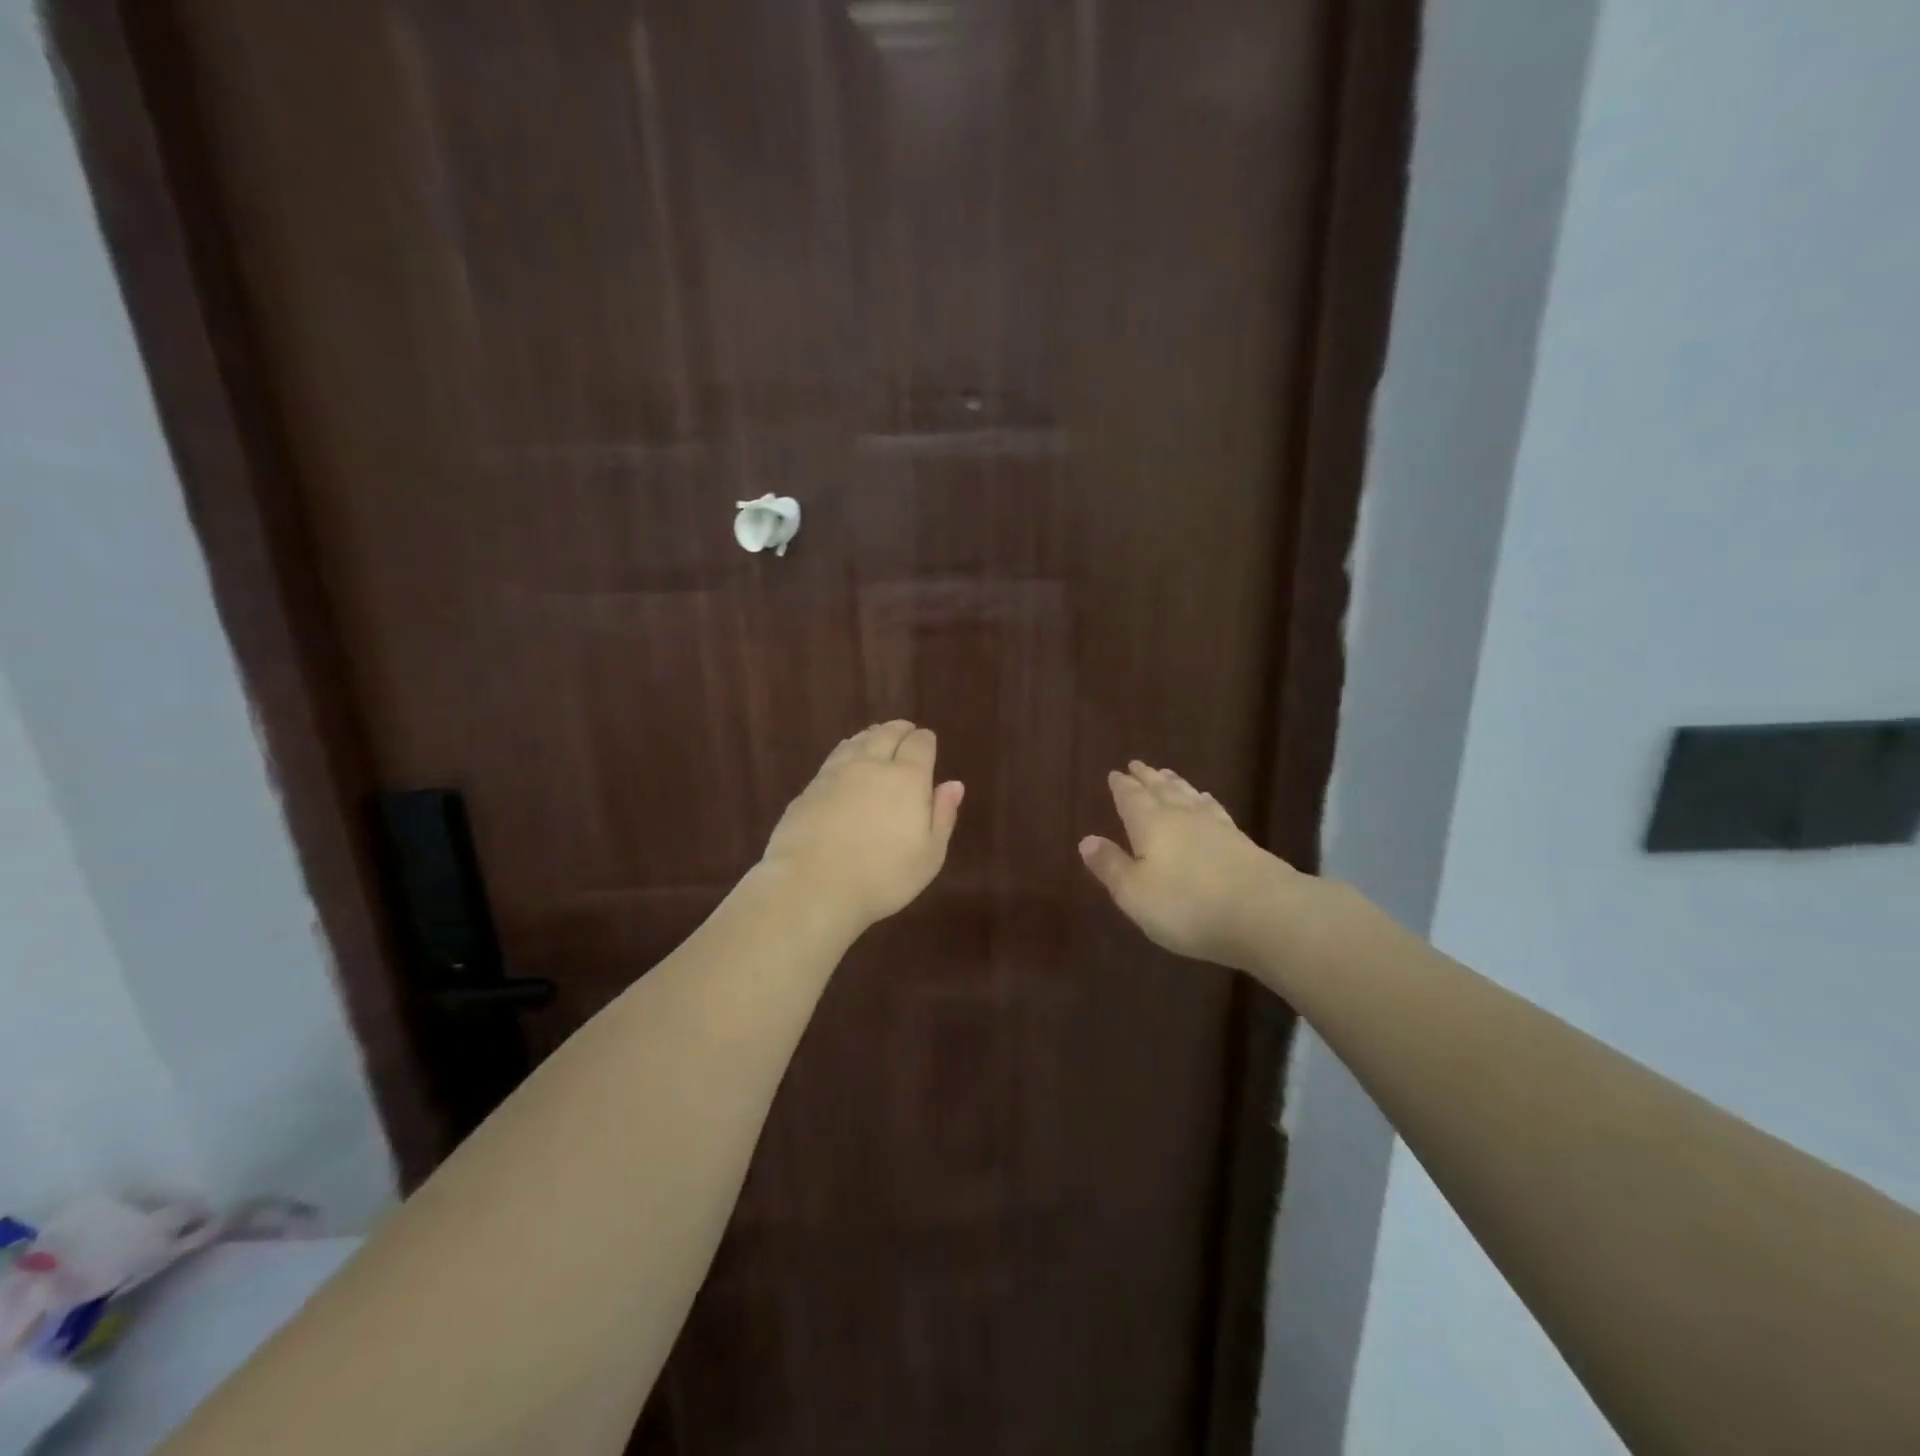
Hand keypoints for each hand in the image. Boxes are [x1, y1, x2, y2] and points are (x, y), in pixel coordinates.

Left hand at [761, 721, 964, 930]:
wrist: (811, 885)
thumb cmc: (882, 877)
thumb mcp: (929, 855)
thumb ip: (943, 815)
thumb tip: (953, 784)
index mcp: (907, 778)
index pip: (920, 744)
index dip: (926, 740)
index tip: (928, 743)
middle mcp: (872, 765)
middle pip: (887, 733)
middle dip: (900, 730)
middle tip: (905, 731)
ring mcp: (836, 773)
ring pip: (857, 741)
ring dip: (871, 736)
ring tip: (877, 739)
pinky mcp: (809, 788)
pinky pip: (834, 758)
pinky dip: (846, 752)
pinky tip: (846, 762)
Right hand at [1079, 761, 1303, 970]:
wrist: (1265, 914)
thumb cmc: (1187, 905)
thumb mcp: (1135, 893)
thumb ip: (1111, 866)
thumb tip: (1086, 839)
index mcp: (1150, 825)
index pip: (1131, 799)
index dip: (1122, 787)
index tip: (1115, 773)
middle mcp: (1182, 817)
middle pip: (1162, 791)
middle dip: (1148, 778)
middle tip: (1138, 764)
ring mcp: (1216, 827)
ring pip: (1189, 797)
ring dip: (1176, 784)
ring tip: (1168, 774)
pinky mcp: (1242, 842)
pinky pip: (1215, 811)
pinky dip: (1205, 802)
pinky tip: (1207, 802)